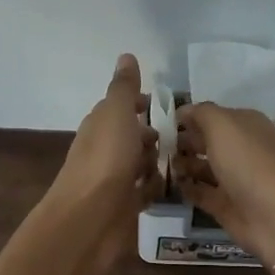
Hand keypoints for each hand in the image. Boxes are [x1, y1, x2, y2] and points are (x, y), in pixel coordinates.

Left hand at [41, 54, 163, 274]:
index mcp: (100, 126)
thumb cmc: (105, 160)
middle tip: (185, 137)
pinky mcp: (123, 207)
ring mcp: (113, 180)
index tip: (168, 107)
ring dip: (157, 162)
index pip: (122, 108)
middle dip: (155, 136)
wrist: (89, 219)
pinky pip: (144, 192)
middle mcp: (104, 151)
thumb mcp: (116, 114)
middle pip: (133, 137)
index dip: (142, 105)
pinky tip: (172, 188)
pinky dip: (155, 188)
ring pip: (140, 165)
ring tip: (184, 161)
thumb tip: (126, 55)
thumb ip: (124, 88)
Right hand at [173, 102, 274, 273]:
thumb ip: (201, 114)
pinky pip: (202, 193)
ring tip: (160, 164)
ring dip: (183, 165)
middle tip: (156, 144)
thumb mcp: (223, 125)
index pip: (214, 115)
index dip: (190, 116)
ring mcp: (235, 180)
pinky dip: (187, 189)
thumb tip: (183, 111)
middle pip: (208, 142)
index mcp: (246, 125)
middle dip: (184, 141)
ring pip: (204, 168)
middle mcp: (242, 150)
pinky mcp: (227, 206)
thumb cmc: (249, 162)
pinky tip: (170, 184)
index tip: (162, 121)